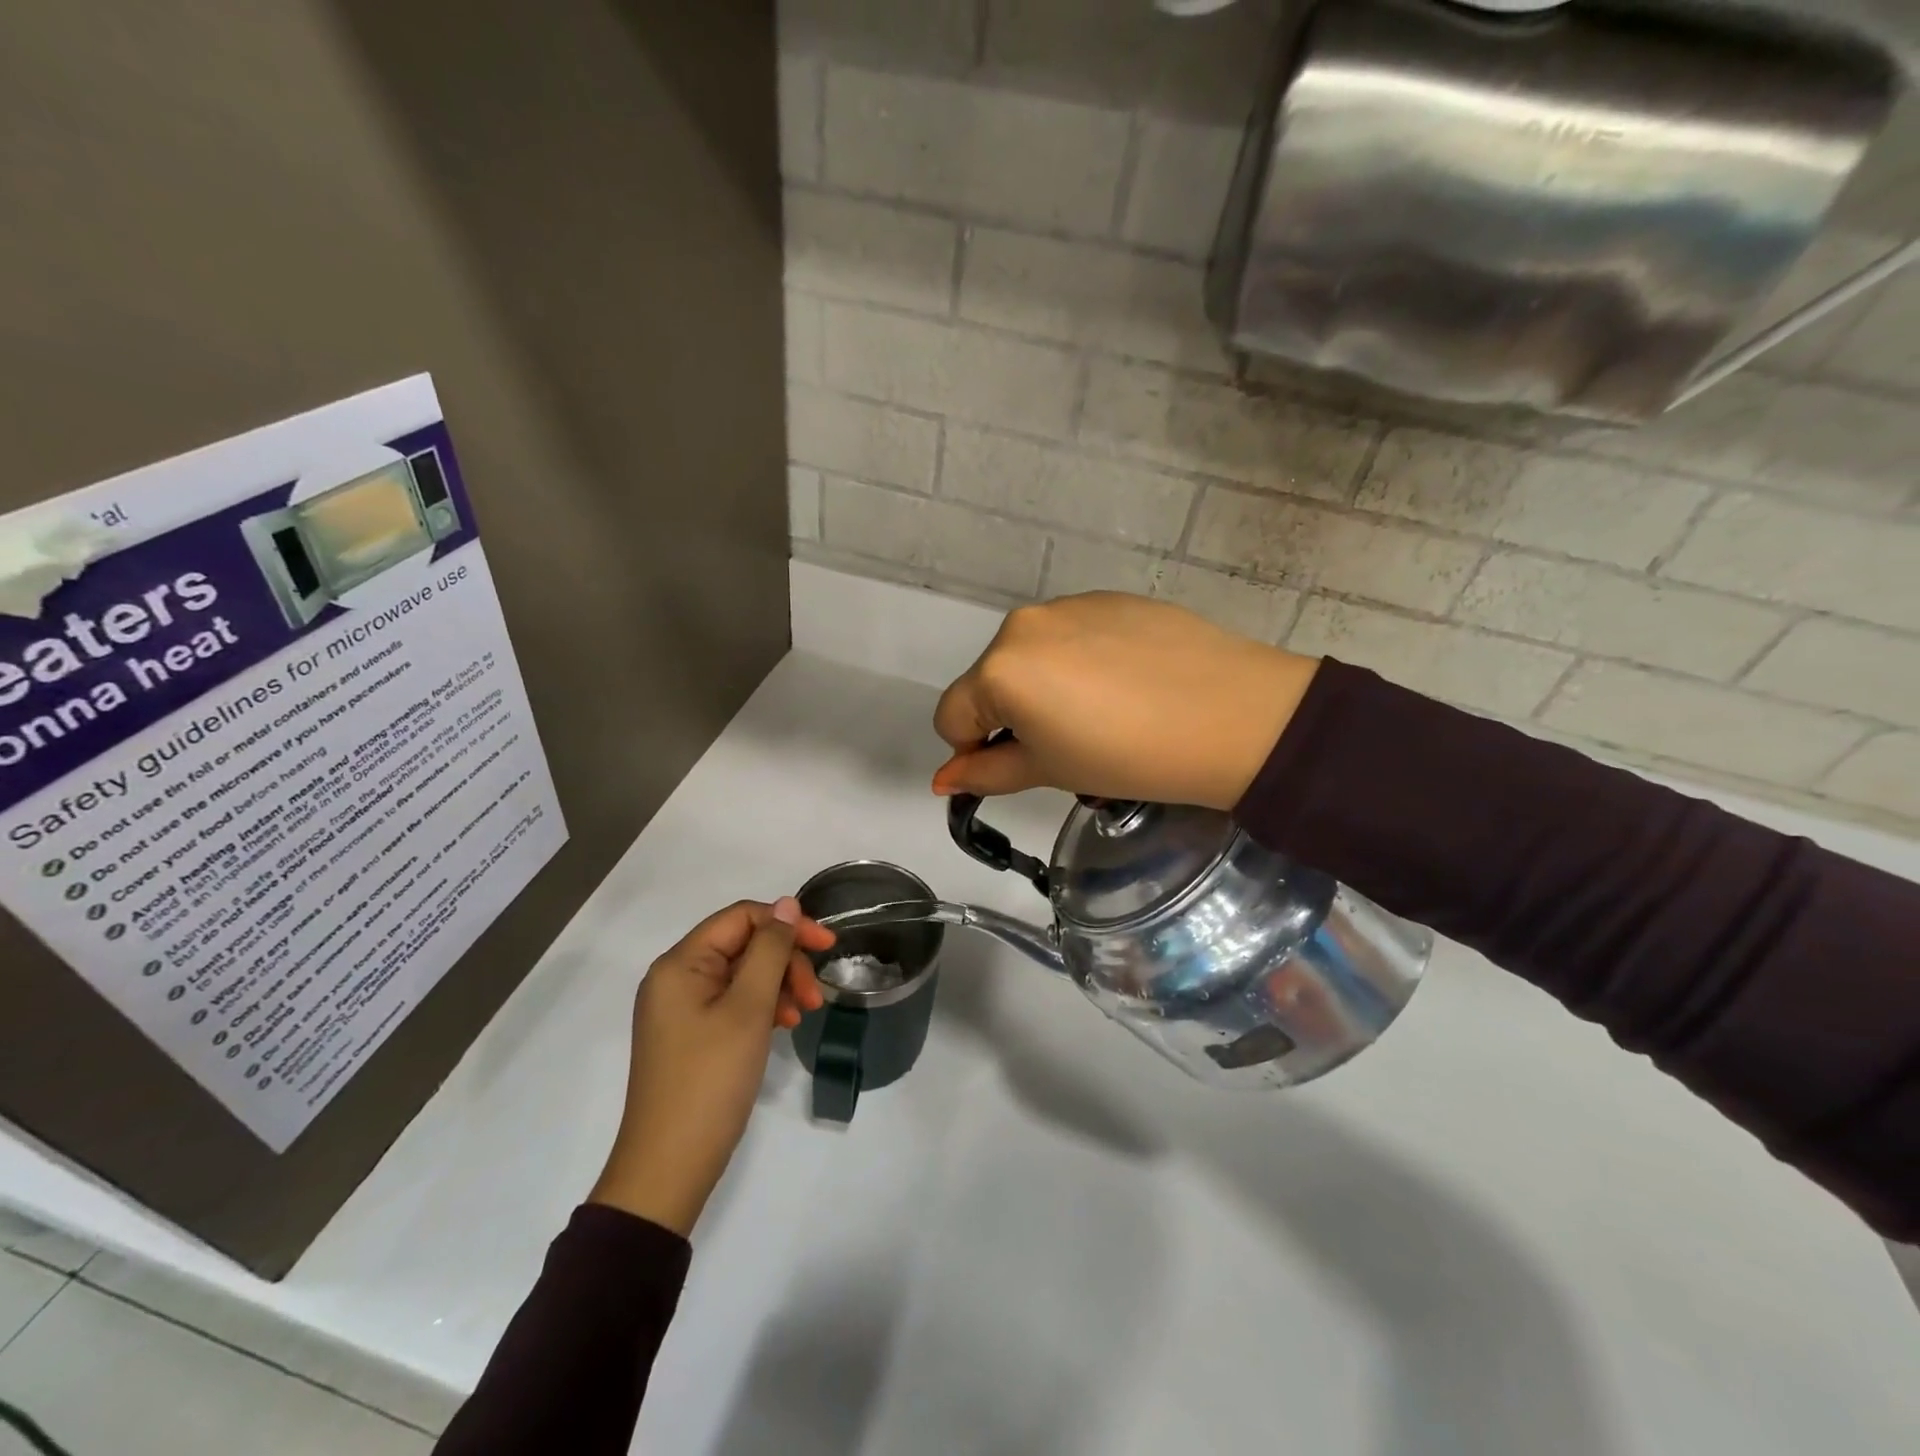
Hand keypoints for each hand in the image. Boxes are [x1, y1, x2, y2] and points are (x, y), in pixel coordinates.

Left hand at [589, 898, 833, 1236]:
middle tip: (816, 996)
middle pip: (744, 945)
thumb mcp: (748, 1008)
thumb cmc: (710, 1080)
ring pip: (743, 975)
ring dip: (779, 985)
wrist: (669, 1168)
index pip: (742, 917)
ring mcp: (682, 1008)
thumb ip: (770, 949)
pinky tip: (784, 1026)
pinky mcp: (692, 1034)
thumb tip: (786, 904)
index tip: (828, 948)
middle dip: (785, 962)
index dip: (788, 924)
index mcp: (681, 963)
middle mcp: (676, 978)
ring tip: (805, 1014)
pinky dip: (763, 1008)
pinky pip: (734, 1002)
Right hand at [932, 593, 1319, 810]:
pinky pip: (1071, 635)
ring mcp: (1068, 605)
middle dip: (1010, 715)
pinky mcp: (1109, 598)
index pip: (952, 716)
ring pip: (1030, 656)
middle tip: (1065, 744)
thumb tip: (944, 780)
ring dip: (1043, 687)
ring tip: (1102, 713)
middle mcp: (1022, 625)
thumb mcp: (1050, 771)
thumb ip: (988, 772)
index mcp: (999, 669)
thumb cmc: (1130, 757)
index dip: (973, 750)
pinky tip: (1125, 684)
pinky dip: (1079, 662)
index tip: (1015, 767)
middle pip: (989, 681)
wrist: (1234, 715)